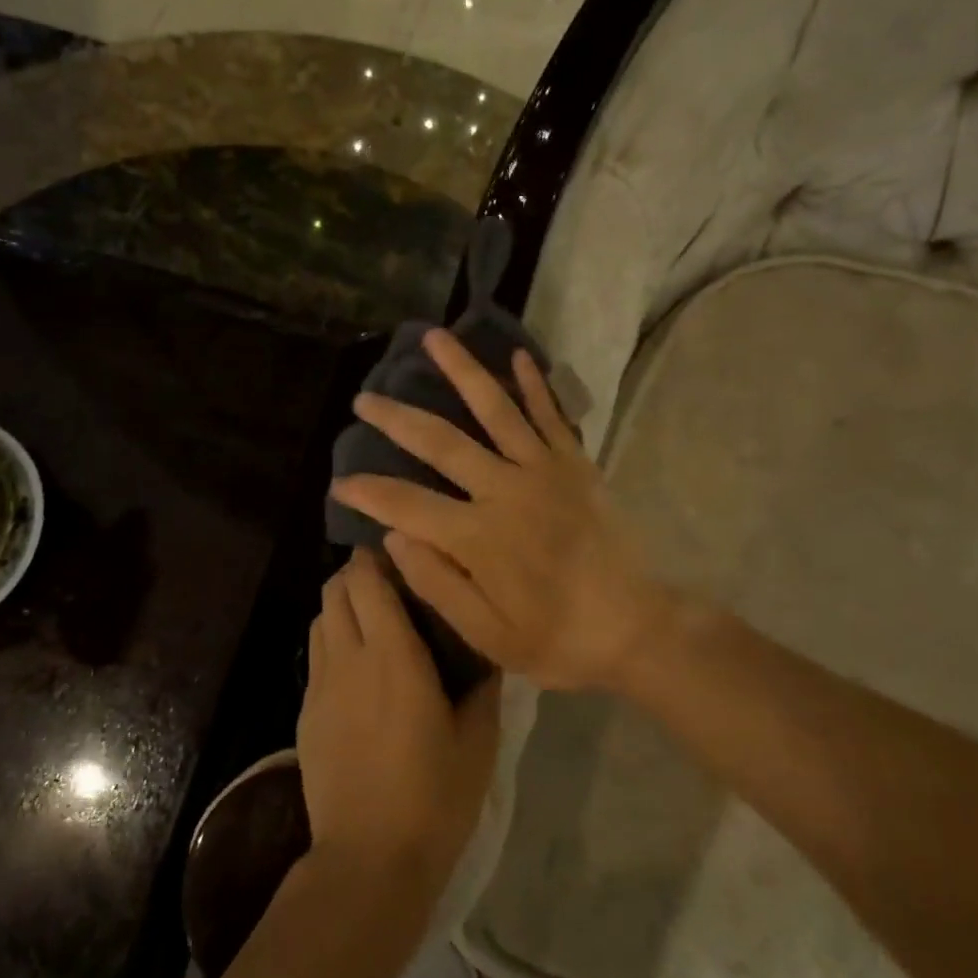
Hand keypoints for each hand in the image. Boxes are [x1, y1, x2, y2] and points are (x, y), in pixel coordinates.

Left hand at [299, 548, 500, 906]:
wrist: (368, 860)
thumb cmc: (434, 797)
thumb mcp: (478, 739)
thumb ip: (483, 684)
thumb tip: (485, 646)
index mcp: (394, 655)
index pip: (368, 581)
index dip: (378, 559)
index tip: (403, 558)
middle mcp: (350, 657)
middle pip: (335, 589)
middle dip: (357, 574)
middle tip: (391, 585)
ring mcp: (321, 685)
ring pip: (320, 618)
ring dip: (341, 605)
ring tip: (372, 619)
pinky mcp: (306, 712)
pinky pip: (315, 654)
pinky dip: (332, 639)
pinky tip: (356, 665)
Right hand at [331, 329, 678, 693]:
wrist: (637, 628)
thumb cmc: (557, 640)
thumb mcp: (490, 636)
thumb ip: (438, 584)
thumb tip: (393, 536)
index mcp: (480, 538)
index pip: (407, 505)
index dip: (369, 492)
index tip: (340, 482)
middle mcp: (507, 491)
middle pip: (442, 443)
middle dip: (397, 419)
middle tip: (364, 398)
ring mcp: (545, 471)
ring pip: (495, 410)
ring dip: (462, 371)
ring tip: (433, 337)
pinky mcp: (575, 466)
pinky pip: (552, 416)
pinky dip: (534, 385)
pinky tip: (517, 355)